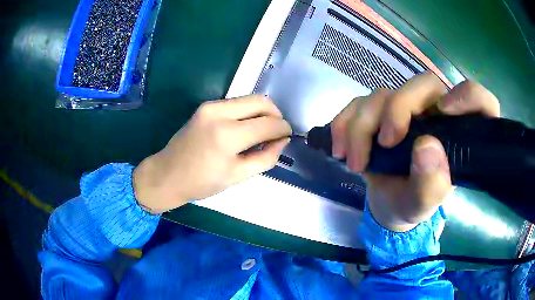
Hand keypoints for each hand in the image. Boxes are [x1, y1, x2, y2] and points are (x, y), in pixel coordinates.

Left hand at [133, 95, 291, 213]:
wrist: (167, 174)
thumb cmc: (201, 182)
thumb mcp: (238, 176)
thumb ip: (265, 157)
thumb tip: (282, 141)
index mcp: (228, 135)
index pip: (268, 123)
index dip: (283, 129)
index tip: (287, 137)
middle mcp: (219, 112)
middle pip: (261, 101)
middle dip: (276, 114)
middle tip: (277, 132)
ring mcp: (210, 106)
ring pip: (249, 99)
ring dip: (262, 113)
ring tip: (262, 132)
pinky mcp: (205, 106)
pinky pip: (236, 103)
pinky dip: (247, 113)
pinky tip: (245, 129)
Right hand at [332, 72, 499, 231]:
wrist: (386, 205)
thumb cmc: (411, 205)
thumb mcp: (422, 206)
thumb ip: (432, 185)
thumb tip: (427, 146)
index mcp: (459, 134)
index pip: (481, 102)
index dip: (468, 97)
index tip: (445, 112)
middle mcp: (436, 113)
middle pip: (423, 84)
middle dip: (398, 109)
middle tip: (385, 143)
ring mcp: (406, 109)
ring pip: (383, 93)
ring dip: (363, 125)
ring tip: (355, 162)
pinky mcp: (380, 112)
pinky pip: (358, 103)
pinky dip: (344, 123)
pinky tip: (340, 149)